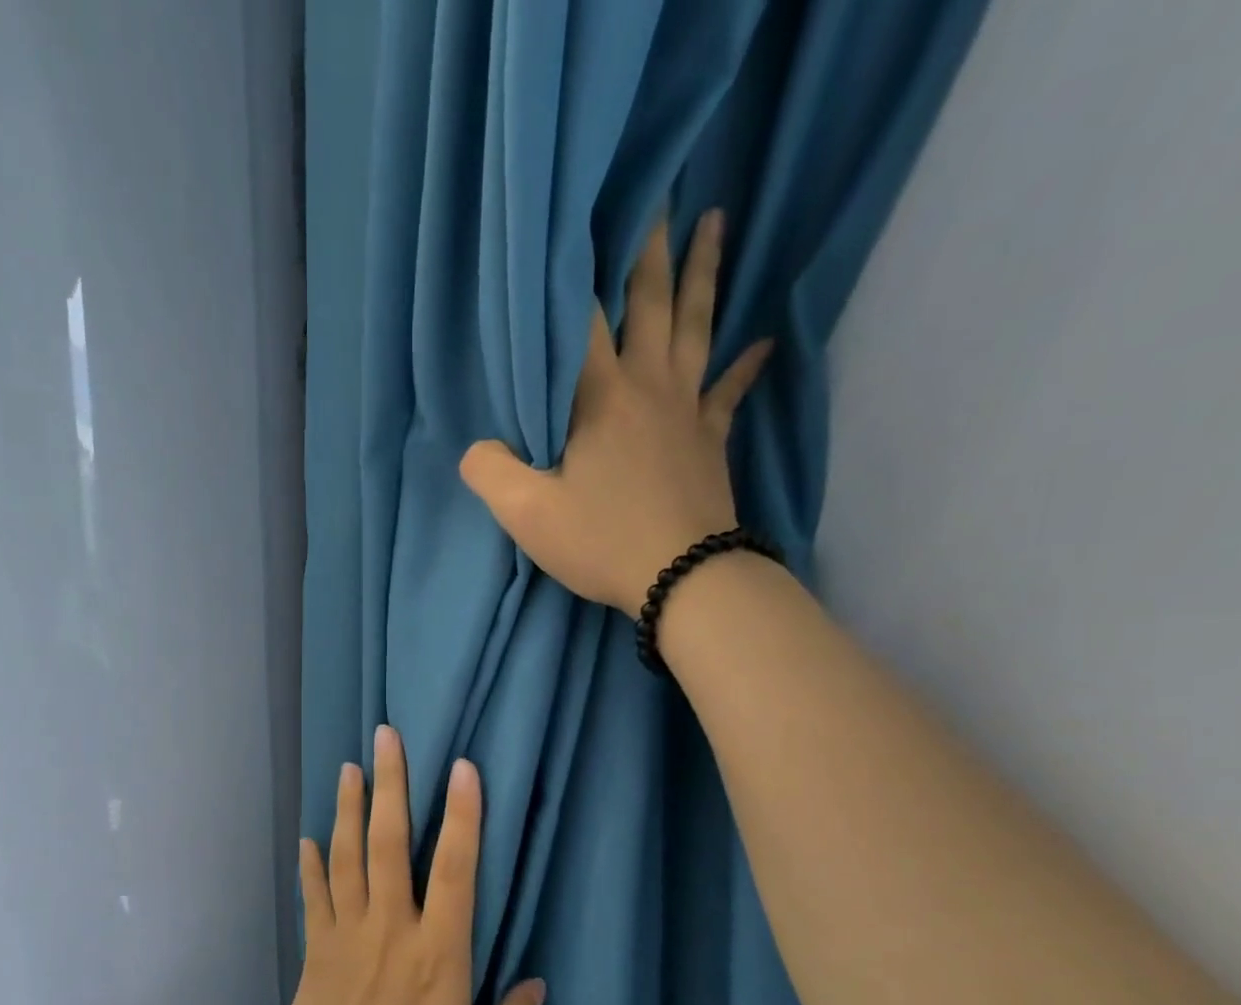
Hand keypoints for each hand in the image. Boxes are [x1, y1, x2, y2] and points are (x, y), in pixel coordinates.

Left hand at [269, 725, 544, 1004]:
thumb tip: (538, 986)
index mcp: (438, 955)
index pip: (455, 871)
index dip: (462, 816)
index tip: (461, 768)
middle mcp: (391, 930)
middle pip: (389, 844)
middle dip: (392, 786)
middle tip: (386, 737)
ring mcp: (347, 935)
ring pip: (348, 857)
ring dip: (348, 809)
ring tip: (349, 768)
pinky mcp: (315, 951)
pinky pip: (314, 897)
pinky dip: (312, 866)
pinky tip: (309, 839)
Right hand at [459, 209, 771, 615]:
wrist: (682, 577)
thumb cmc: (602, 541)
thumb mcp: (526, 515)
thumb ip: (490, 472)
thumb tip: (476, 448)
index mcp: (599, 398)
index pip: (581, 322)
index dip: (573, 275)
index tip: (574, 224)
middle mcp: (647, 387)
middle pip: (651, 302)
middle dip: (649, 247)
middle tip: (659, 192)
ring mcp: (686, 410)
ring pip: (696, 327)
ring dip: (703, 274)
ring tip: (715, 222)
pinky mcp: (711, 440)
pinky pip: (729, 392)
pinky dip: (746, 366)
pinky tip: (764, 341)